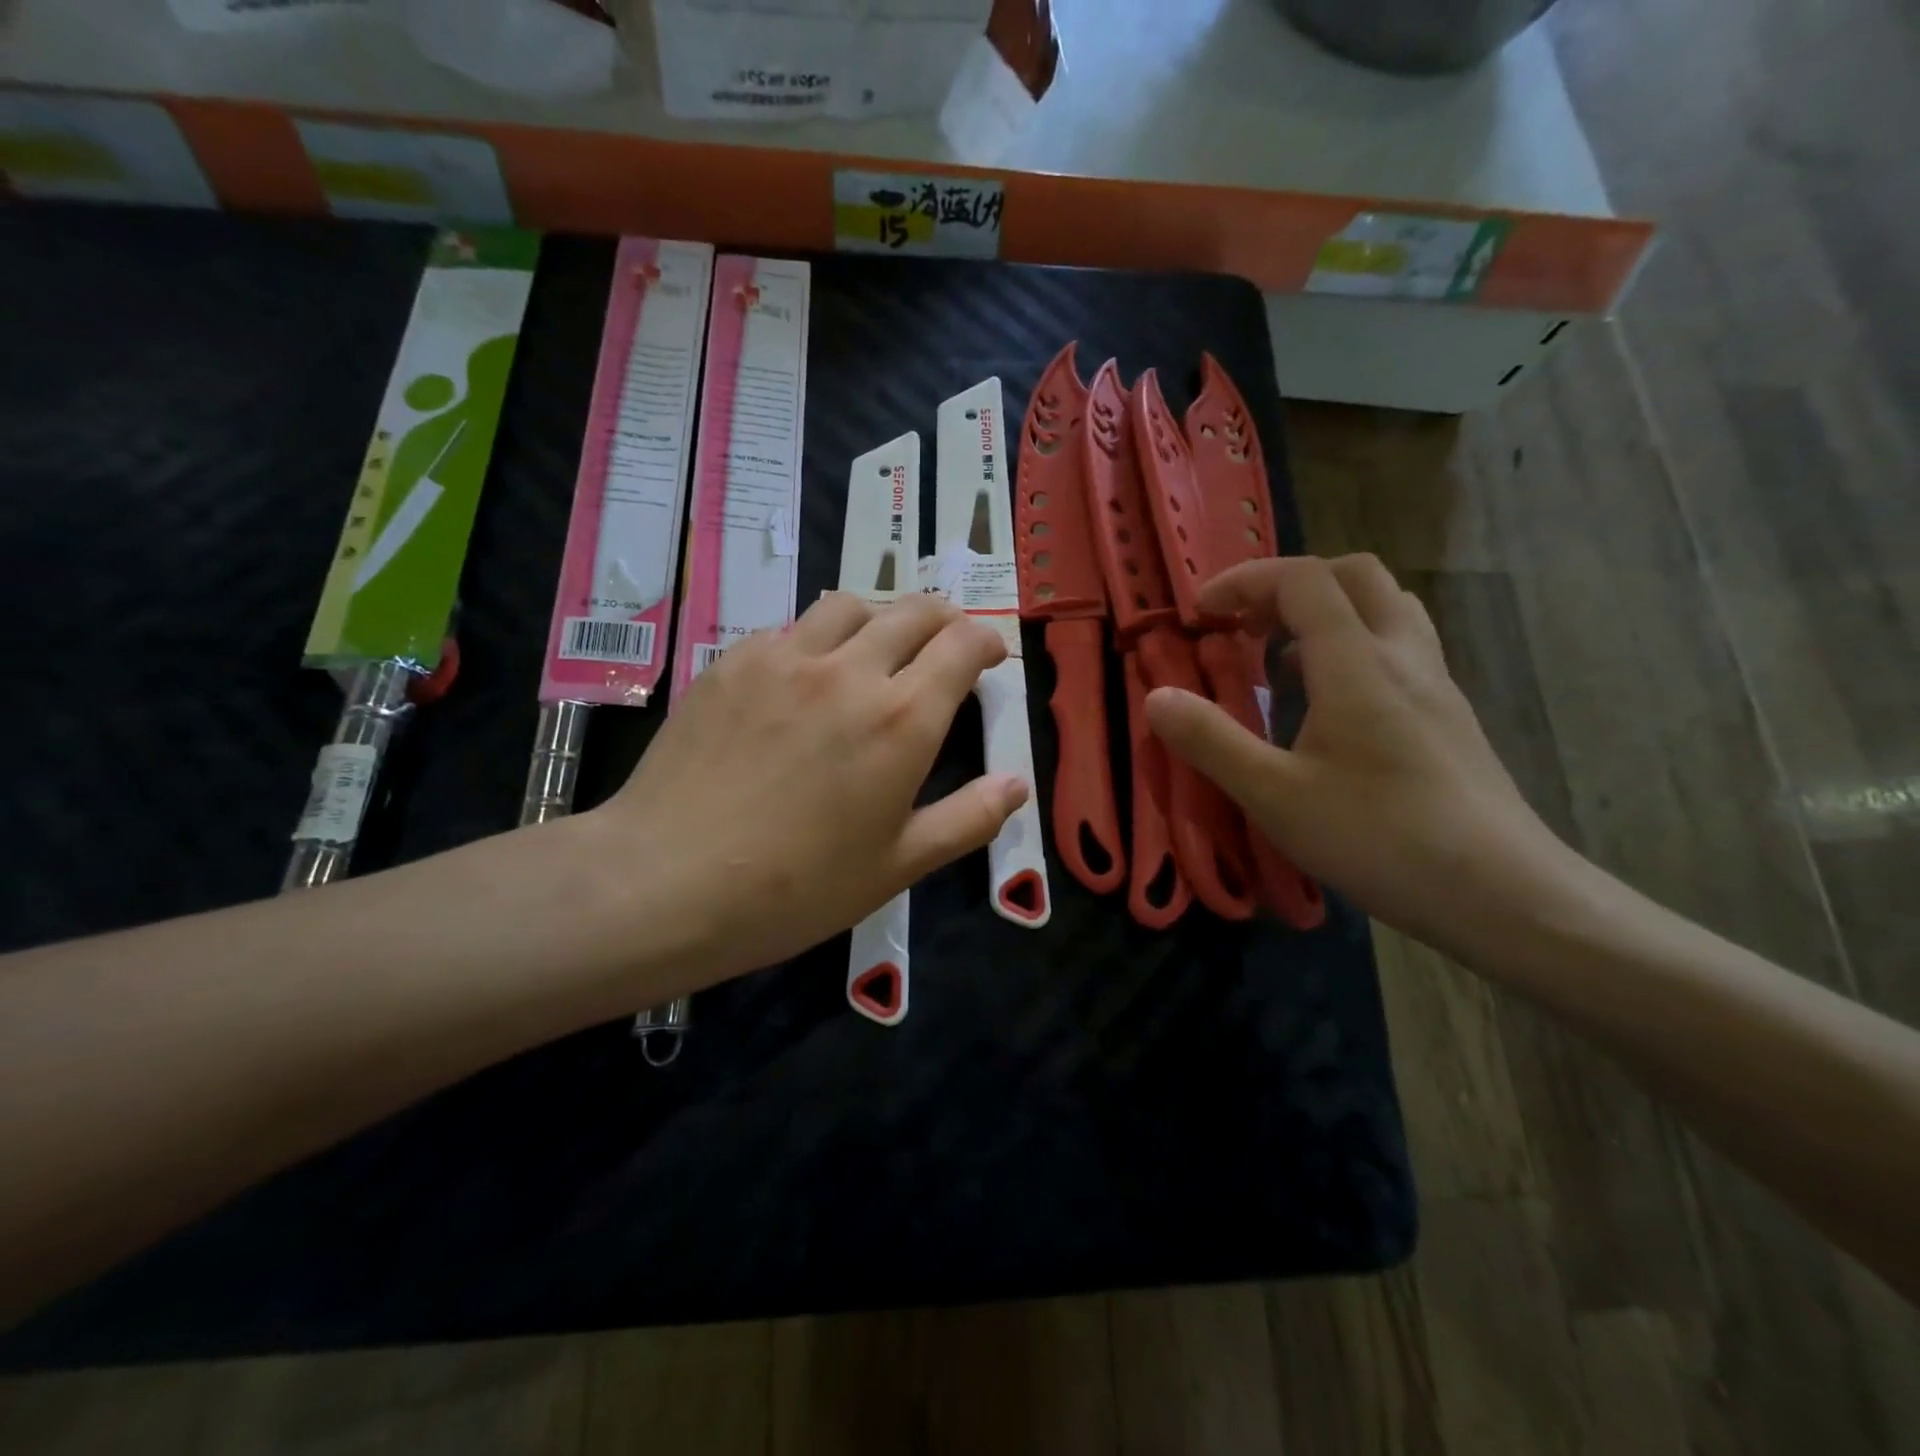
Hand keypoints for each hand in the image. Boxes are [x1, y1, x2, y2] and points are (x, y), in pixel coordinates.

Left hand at [586, 593, 1027, 982]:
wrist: (667, 881)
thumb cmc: (795, 887)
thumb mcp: (898, 866)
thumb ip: (968, 819)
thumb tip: (1017, 785)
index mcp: (901, 718)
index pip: (962, 644)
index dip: (986, 640)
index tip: (990, 656)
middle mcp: (849, 670)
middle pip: (912, 610)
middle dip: (944, 619)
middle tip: (946, 644)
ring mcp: (784, 658)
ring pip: (848, 605)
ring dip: (880, 618)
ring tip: (877, 649)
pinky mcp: (733, 661)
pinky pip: (790, 629)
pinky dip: (817, 639)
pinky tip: (804, 677)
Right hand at [1145, 555, 1573, 950]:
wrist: (1502, 893)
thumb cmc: (1379, 838)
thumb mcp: (1275, 795)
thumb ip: (1211, 741)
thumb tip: (1156, 697)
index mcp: (1357, 663)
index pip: (1303, 580)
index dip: (1244, 581)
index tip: (1200, 611)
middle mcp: (1403, 655)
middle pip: (1354, 575)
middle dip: (1288, 584)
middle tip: (1245, 624)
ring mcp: (1435, 683)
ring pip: (1385, 607)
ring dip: (1326, 610)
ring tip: (1281, 656)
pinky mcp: (1449, 715)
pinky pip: (1398, 646)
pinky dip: (1353, 645)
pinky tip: (1328, 702)